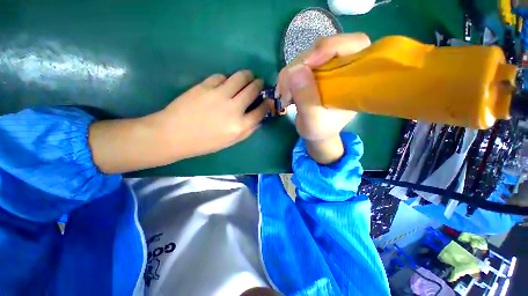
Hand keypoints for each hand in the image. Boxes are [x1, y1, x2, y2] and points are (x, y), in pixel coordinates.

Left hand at [90, 70, 269, 173]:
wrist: (174, 134)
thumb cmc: (204, 143)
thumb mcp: (230, 142)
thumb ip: (247, 130)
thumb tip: (258, 117)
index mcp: (240, 126)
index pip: (261, 111)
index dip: (267, 104)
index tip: (268, 100)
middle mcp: (233, 108)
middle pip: (253, 90)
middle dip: (259, 84)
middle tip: (259, 83)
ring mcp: (219, 94)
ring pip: (241, 77)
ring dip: (248, 75)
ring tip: (248, 76)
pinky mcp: (205, 85)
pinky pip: (222, 76)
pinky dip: (227, 78)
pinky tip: (225, 83)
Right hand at [276, 33, 370, 162]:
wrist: (316, 133)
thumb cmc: (320, 129)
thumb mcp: (313, 119)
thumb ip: (306, 98)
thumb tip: (295, 70)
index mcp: (354, 79)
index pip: (355, 44)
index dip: (333, 46)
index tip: (309, 62)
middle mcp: (342, 68)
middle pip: (322, 49)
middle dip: (300, 67)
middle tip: (286, 90)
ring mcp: (327, 69)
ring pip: (306, 57)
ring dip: (289, 75)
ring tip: (284, 97)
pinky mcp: (314, 72)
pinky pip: (297, 66)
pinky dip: (287, 78)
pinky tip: (284, 93)